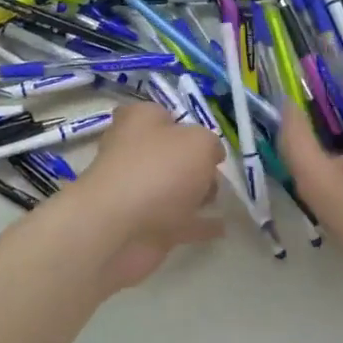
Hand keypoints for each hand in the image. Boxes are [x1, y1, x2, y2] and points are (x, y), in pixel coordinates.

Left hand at [70, 101, 224, 292]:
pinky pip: (180, 222)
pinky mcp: (145, 225)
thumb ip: (210, 144)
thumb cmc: (159, 169)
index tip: (203, 139)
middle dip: (192, 163)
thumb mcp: (199, 142)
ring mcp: (137, 192)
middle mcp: (134, 153)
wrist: (119, 228)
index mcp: (139, 122)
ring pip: (173, 189)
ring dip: (195, 194)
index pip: (158, 114)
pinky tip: (222, 227)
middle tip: (214, 172)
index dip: (181, 123)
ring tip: (221, 198)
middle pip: (168, 154)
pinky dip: (198, 224)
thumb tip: (211, 155)